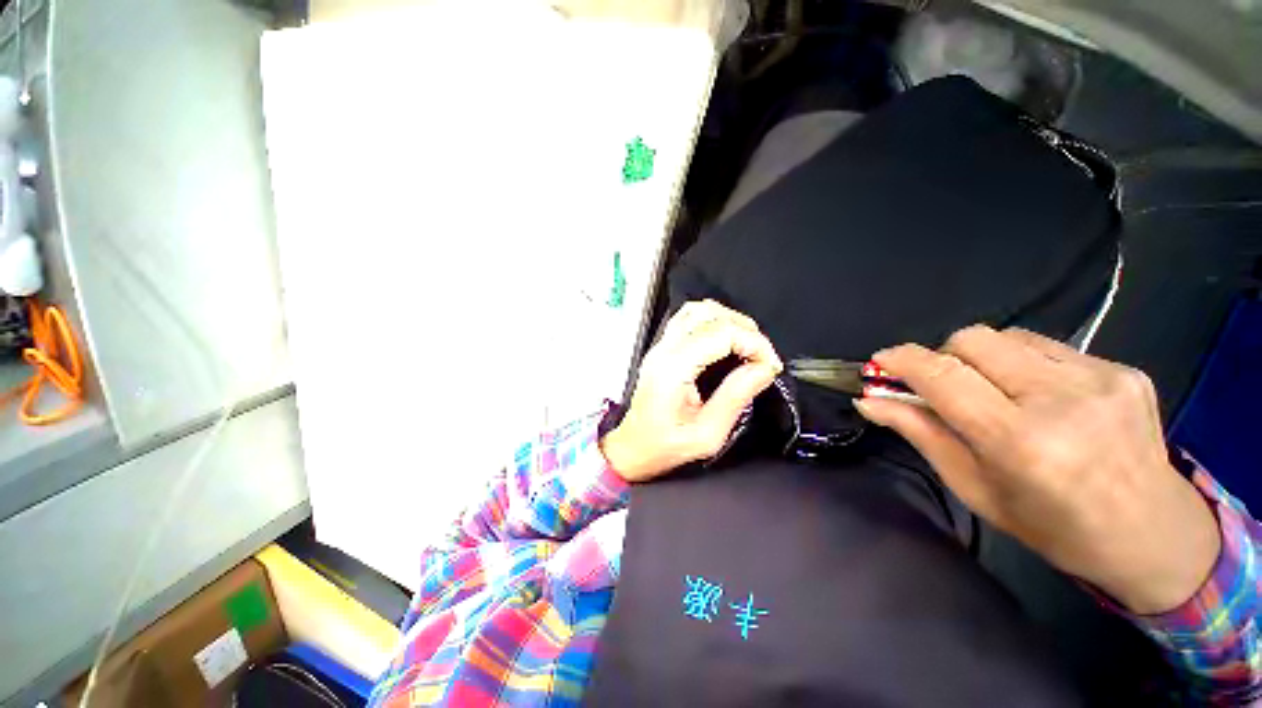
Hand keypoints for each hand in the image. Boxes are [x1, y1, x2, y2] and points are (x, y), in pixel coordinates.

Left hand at [601, 300, 782, 482]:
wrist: (633, 447)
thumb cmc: (665, 447)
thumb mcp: (707, 434)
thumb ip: (736, 397)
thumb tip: (764, 368)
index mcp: (674, 368)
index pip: (722, 333)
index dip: (754, 343)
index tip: (770, 366)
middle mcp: (665, 349)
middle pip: (712, 315)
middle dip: (747, 331)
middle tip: (762, 358)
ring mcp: (661, 345)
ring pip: (700, 309)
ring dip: (731, 321)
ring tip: (748, 346)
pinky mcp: (663, 347)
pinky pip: (689, 317)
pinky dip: (714, 320)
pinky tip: (727, 339)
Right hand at [855, 325, 1219, 614]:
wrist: (1153, 534)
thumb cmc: (1052, 525)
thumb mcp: (974, 488)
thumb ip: (919, 433)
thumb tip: (869, 400)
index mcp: (1020, 441)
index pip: (943, 375)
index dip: (902, 360)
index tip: (880, 362)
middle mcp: (1062, 400)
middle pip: (972, 339)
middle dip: (943, 356)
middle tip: (944, 386)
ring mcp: (1100, 378)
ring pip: (1007, 335)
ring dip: (982, 358)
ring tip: (995, 392)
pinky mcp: (1123, 369)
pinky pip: (1046, 346)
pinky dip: (1022, 363)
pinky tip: (1038, 395)